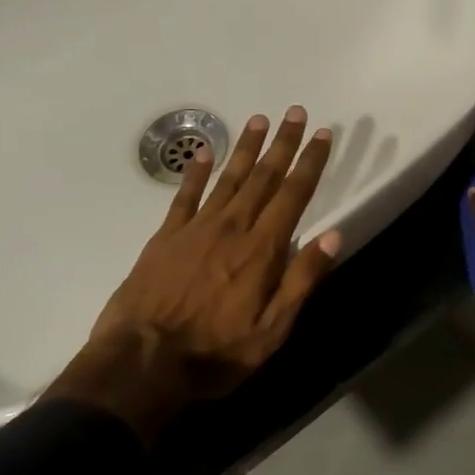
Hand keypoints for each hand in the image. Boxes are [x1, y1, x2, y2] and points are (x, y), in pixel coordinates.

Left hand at [47, 106, 340, 441]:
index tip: (322, 134)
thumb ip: (301, 281)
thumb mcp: (271, 330)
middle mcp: (232, 228)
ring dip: (246, 148)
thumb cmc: (215, 353)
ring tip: (259, 120)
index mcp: (262, 250)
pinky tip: (203, 152)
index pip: (293, 196)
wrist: (141, 361)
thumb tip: (333, 236)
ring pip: (228, 178)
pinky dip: (195, 172)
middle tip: (295, 112)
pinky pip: (185, 195)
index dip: (310, 163)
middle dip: (283, 144)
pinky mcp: (165, 237)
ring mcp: (196, 229)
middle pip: (263, 177)